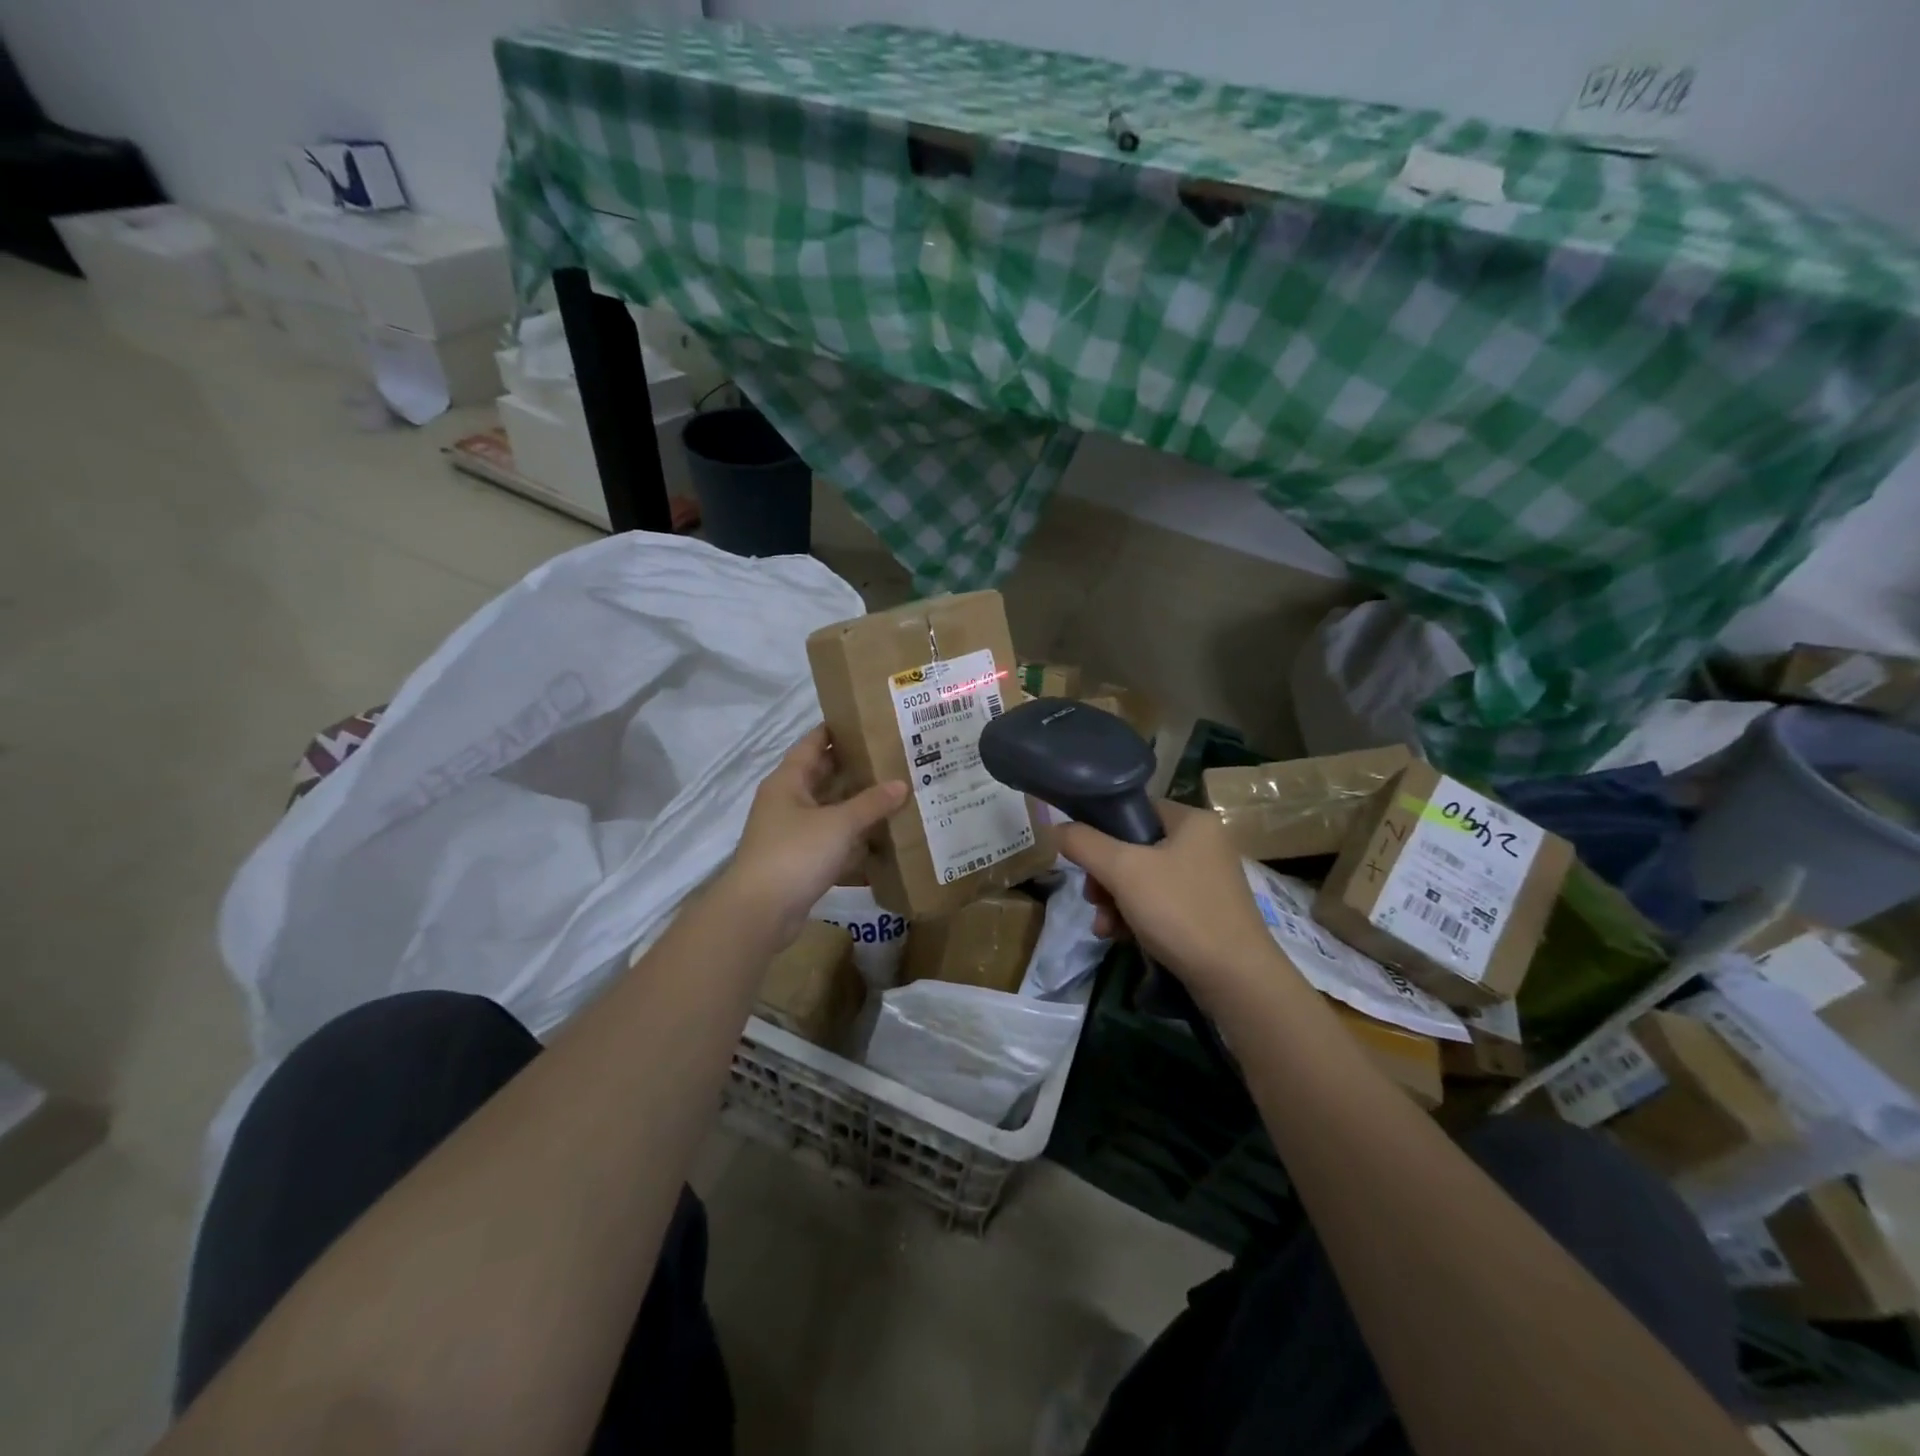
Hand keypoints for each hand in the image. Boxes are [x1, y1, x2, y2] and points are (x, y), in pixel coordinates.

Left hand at [722, 727, 907, 945]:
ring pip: (830, 812)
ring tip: (897, 796)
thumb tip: (901, 784)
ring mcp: (792, 834)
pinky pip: (832, 843)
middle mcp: (787, 802)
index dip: (837, 730)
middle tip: (894, 759)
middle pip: (824, 777)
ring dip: (858, 807)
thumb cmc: (795, 854)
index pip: (813, 743)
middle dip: (856, 769)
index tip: (868, 721)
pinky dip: (854, 842)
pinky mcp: (800, 862)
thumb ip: (871, 803)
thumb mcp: (838, 824)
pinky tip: (883, 842)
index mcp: (788, 781)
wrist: (759, 912)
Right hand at [1059, 801, 1287, 1004]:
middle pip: (1133, 848)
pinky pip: (1158, 904)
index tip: (1083, 858)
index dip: (1102, 829)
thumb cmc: (1180, 911)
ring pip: (1142, 879)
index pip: (1134, 809)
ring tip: (1104, 927)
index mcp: (1192, 820)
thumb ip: (1085, 844)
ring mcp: (1205, 880)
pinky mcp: (1204, 912)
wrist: (1236, 979)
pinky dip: (1135, 917)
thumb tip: (1056, 827)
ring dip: (1114, 902)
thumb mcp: (1123, 871)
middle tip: (1093, 898)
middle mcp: (1203, 843)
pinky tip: (1120, 938)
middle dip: (1105, 877)